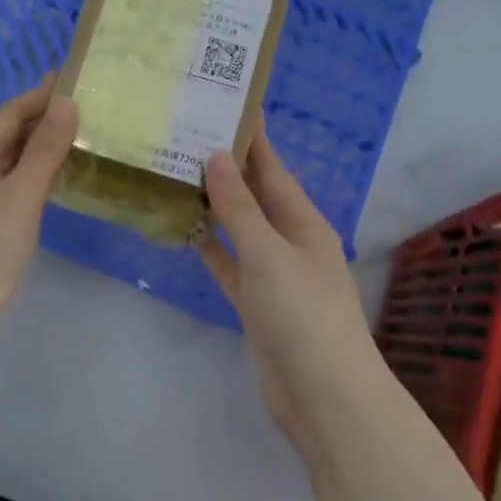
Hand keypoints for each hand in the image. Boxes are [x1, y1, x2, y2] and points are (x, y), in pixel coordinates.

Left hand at [0, 80, 78, 416]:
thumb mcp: (21, 194)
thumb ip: (44, 149)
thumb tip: (67, 102)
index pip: (8, 113)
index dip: (38, 95)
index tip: (70, 78)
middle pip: (5, 135)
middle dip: (39, 119)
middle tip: (81, 108)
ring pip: (6, 162)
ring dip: (36, 147)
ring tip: (73, 139)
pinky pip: (6, 186)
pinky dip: (30, 175)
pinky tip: (48, 185)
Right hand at [200, 131, 388, 453]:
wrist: (323, 396)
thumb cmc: (303, 314)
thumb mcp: (269, 254)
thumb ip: (240, 208)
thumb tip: (218, 156)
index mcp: (305, 223)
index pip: (273, 170)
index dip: (253, 138)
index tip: (227, 105)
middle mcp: (291, 242)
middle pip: (256, 196)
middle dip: (228, 167)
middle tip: (188, 134)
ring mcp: (274, 275)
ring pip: (240, 229)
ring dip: (215, 205)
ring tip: (178, 174)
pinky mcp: (256, 304)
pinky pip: (230, 265)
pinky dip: (211, 248)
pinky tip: (185, 230)